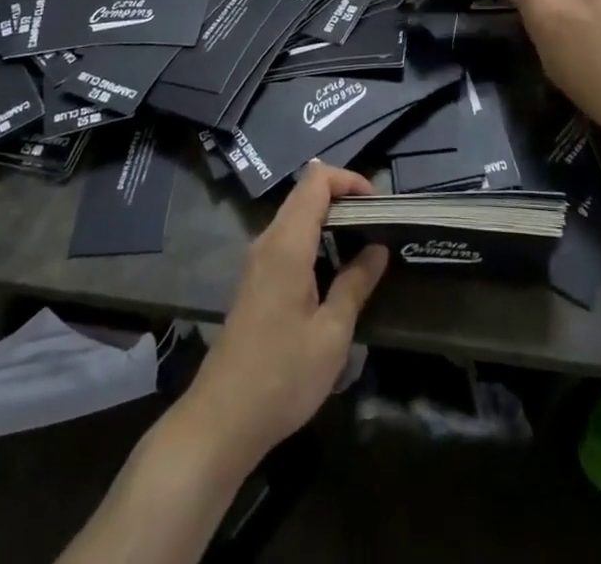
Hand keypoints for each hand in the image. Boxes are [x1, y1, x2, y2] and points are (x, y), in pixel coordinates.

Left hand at [184, 160, 387, 470]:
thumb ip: (355, 284)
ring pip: (297, 218)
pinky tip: (335, 276)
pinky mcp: (255, 282)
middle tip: (378, 227)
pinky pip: (288, 241)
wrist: (221, 420)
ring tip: (364, 250)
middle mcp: (268, 241)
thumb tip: (377, 249)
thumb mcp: (332, 334)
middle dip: (344, 200)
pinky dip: (315, 242)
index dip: (349, 179)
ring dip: (330, 223)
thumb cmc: (282, 376)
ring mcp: (258, 261)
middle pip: (306, 194)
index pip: (316, 179)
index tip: (378, 205)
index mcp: (288, 243)